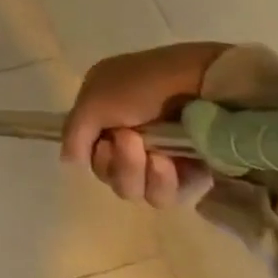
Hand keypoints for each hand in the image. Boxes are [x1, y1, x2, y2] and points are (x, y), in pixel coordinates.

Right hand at [62, 43, 230, 209]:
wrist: (207, 82)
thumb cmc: (145, 84)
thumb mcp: (96, 99)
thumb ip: (74, 132)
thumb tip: (69, 161)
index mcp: (104, 113)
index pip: (90, 153)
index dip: (96, 155)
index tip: (108, 139)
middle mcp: (129, 135)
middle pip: (111, 176)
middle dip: (121, 166)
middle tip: (133, 142)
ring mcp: (162, 154)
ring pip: (139, 191)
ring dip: (144, 177)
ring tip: (160, 158)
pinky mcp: (193, 171)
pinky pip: (172, 195)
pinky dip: (170, 184)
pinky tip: (178, 164)